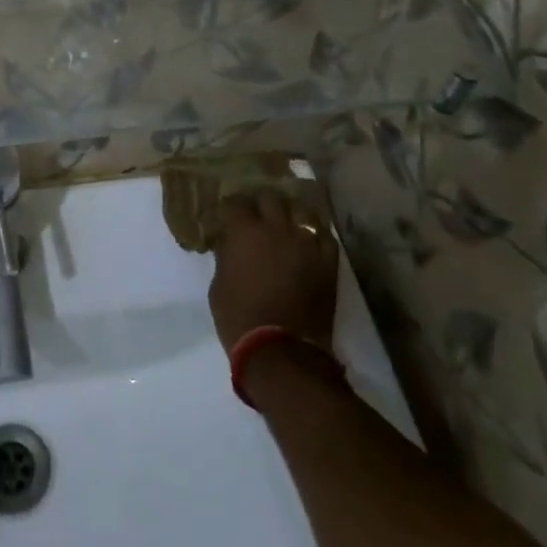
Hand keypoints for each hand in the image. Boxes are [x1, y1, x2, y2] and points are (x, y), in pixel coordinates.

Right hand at [208, 189, 337, 354]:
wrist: (281, 350)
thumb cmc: (238, 317)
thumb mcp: (218, 283)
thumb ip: (226, 255)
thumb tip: (230, 244)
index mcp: (244, 231)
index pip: (236, 201)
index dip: (231, 206)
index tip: (228, 215)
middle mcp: (276, 228)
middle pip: (270, 197)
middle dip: (262, 203)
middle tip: (257, 216)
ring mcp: (306, 243)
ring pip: (302, 210)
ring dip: (291, 214)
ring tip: (286, 224)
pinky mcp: (327, 262)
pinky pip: (325, 236)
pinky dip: (315, 236)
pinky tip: (308, 244)